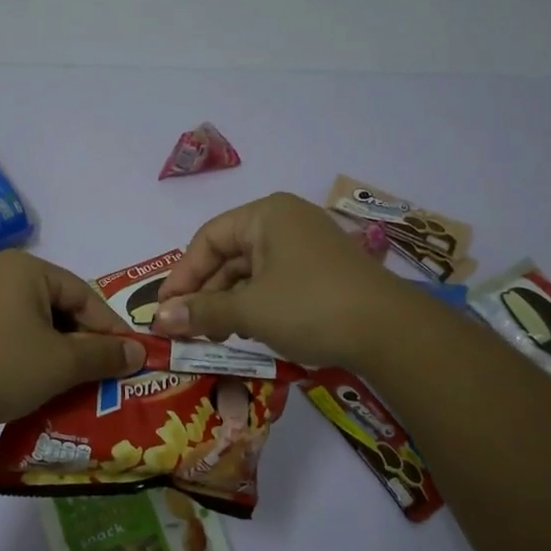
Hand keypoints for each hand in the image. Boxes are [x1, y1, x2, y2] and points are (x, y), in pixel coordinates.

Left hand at [0, 250, 146, 432]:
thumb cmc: (2, 366)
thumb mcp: (61, 363)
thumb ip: (104, 354)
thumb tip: (139, 352)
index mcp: (25, 267)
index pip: (82, 294)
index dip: (109, 328)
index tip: (129, 356)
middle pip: (57, 303)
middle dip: (81, 339)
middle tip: (102, 369)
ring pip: (33, 318)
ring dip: (57, 347)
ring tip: (75, 378)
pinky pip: (10, 328)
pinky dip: (30, 349)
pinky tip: (39, 376)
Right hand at [152, 193, 405, 366]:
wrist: (391, 332)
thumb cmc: (310, 306)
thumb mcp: (249, 310)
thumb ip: (201, 311)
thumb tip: (159, 320)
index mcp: (266, 215)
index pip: (208, 239)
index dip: (182, 275)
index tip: (164, 309)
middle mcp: (285, 222)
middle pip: (229, 255)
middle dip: (205, 293)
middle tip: (185, 328)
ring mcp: (307, 247)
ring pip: (252, 272)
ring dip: (228, 303)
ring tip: (212, 335)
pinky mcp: (322, 272)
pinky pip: (275, 283)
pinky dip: (255, 305)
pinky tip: (246, 332)